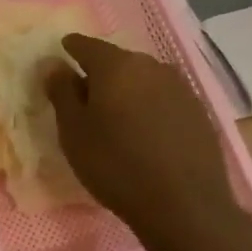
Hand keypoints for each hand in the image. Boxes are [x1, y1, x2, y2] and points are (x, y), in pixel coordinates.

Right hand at [45, 34, 248, 250]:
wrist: (184, 205)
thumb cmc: (115, 165)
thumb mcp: (74, 131)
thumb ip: (61, 91)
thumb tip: (53, 63)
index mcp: (116, 66)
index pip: (85, 45)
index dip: (69, 49)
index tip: (60, 57)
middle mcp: (151, 66)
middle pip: (117, 61)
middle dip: (99, 73)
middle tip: (84, 96)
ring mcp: (180, 87)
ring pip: (143, 79)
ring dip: (126, 90)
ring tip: (114, 115)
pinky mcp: (198, 111)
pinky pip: (163, 98)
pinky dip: (148, 106)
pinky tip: (143, 131)